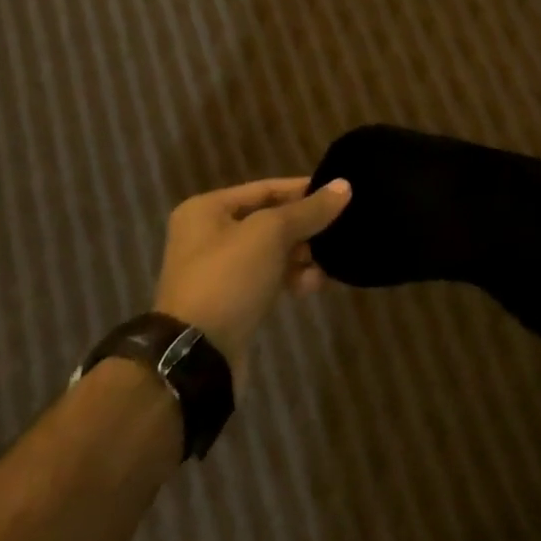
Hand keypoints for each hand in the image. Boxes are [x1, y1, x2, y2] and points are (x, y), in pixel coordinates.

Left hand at [154, 177, 350, 377]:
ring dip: (303, 256)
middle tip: (338, 232)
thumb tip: (344, 185)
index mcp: (208, 209)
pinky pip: (269, 277)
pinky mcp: (231, 300)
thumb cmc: (229, 278)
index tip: (341, 195)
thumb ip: (309, 209)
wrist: (196, 354)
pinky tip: (313, 285)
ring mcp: (219, 270)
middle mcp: (209, 235)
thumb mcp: (271, 234)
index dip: (304, 190)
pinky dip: (292, 278)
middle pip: (271, 220)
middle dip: (305, 228)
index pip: (267, 188)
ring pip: (273, 251)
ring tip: (327, 264)